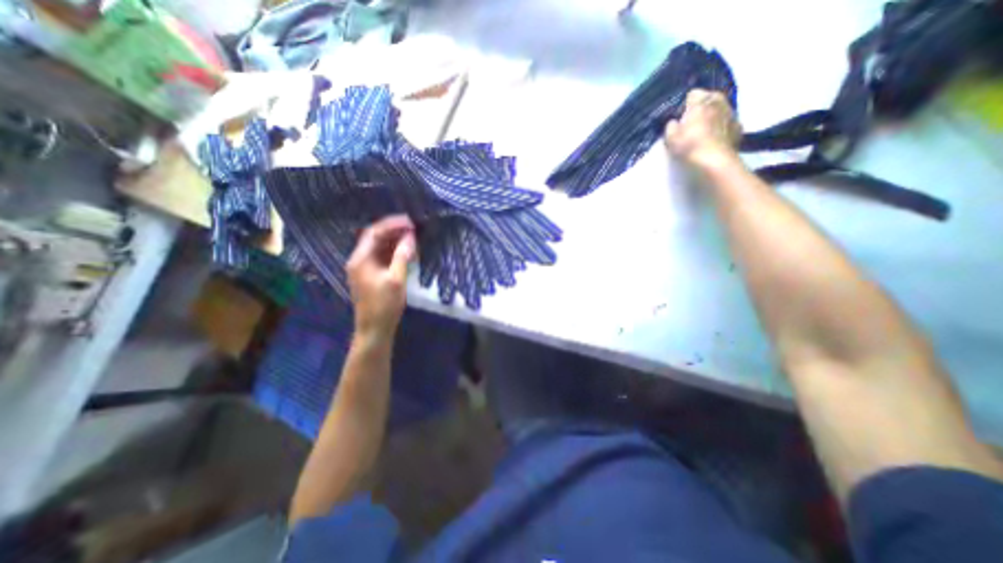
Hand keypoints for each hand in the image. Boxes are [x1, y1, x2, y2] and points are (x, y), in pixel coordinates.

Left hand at [347, 214, 417, 338]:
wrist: (374, 329)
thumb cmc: (385, 305)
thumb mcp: (396, 280)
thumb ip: (402, 256)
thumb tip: (410, 237)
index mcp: (361, 259)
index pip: (374, 232)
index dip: (392, 224)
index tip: (410, 222)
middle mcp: (359, 260)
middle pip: (375, 238)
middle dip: (394, 230)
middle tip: (413, 228)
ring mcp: (363, 268)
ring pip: (378, 247)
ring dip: (394, 240)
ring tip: (412, 237)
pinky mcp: (370, 275)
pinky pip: (381, 257)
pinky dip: (393, 252)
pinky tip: (405, 251)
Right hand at [665, 89, 743, 170]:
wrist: (714, 161)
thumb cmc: (690, 146)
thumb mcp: (670, 138)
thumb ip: (671, 126)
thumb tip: (674, 122)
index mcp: (701, 101)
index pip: (692, 94)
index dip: (685, 105)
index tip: (680, 117)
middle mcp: (719, 101)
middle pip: (709, 99)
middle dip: (702, 108)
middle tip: (692, 123)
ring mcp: (732, 113)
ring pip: (720, 110)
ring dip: (713, 117)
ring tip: (704, 132)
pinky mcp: (739, 127)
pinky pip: (727, 123)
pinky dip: (722, 128)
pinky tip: (715, 140)